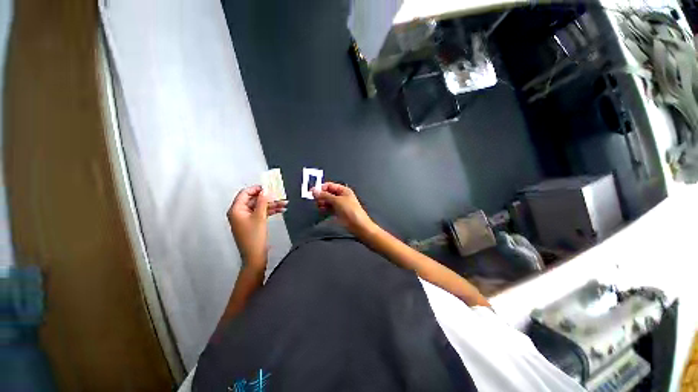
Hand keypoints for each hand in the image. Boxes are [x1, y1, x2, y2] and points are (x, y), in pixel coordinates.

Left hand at [227, 186, 286, 268]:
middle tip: (280, 196)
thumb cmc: (254, 237)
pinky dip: (269, 211)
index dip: (257, 189)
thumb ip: (262, 201)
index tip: (269, 187)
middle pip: (253, 200)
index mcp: (236, 210)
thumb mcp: (260, 216)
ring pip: (259, 207)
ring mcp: (245, 218)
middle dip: (268, 198)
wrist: (255, 256)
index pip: (245, 193)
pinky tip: (280, 210)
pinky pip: (260, 213)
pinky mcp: (251, 223)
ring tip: (285, 204)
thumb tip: (265, 190)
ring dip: (271, 205)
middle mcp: (239, 213)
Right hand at [312, 182, 375, 236]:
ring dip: (322, 203)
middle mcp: (341, 196)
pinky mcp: (338, 212)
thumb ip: (325, 195)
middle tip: (316, 200)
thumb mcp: (337, 201)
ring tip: (319, 206)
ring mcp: (339, 204)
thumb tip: (315, 191)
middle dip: (321, 196)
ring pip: (327, 201)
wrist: (357, 225)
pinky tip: (322, 210)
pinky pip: (329, 208)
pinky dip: (325, 208)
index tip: (313, 192)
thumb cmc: (351, 211)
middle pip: (327, 193)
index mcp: (343, 190)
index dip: (321, 188)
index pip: (329, 185)